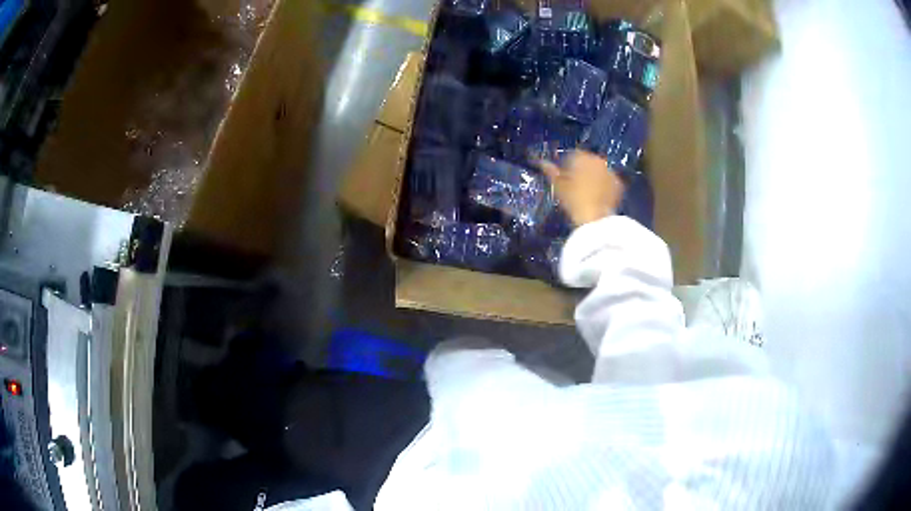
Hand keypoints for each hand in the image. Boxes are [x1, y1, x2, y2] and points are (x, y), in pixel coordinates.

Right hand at [539, 151, 624, 226]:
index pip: (572, 155)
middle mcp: (598, 159)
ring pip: (599, 170)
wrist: (595, 218)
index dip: (566, 165)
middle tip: (575, 184)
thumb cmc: (573, 200)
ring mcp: (610, 171)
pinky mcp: (619, 184)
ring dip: (594, 177)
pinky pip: (608, 181)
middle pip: (587, 161)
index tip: (563, 176)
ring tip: (587, 192)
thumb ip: (550, 171)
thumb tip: (543, 163)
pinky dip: (604, 185)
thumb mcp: (557, 185)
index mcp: (581, 156)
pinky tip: (598, 196)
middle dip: (582, 169)